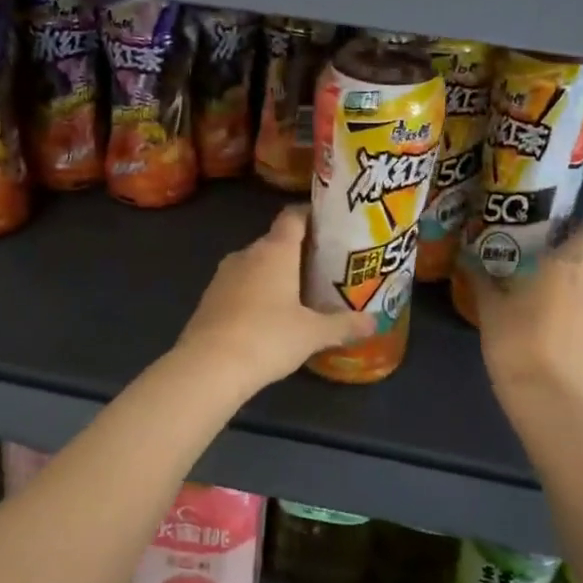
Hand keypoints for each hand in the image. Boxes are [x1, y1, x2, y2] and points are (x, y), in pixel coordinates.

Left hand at [174, 207, 376, 391]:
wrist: (208, 366)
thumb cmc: (268, 338)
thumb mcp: (313, 334)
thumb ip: (344, 324)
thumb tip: (375, 322)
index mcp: (275, 250)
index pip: (293, 216)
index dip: (311, 215)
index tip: (331, 225)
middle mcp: (247, 253)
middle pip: (276, 241)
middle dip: (298, 251)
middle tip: (324, 267)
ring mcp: (224, 275)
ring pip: (256, 264)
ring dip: (275, 273)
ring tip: (300, 292)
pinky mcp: (209, 297)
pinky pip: (240, 285)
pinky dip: (256, 292)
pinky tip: (269, 315)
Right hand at [473, 221, 582, 405]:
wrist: (549, 396)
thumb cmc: (515, 342)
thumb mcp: (490, 310)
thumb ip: (483, 281)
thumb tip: (468, 261)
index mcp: (566, 265)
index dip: (582, 230)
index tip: (564, 236)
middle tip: (577, 264)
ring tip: (574, 299)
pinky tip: (573, 334)